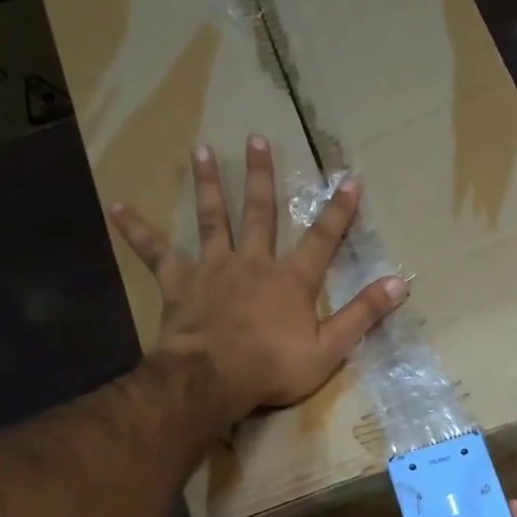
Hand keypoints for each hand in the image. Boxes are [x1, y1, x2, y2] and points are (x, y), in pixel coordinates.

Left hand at [108, 136, 406, 425]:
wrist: (213, 378)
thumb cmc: (274, 366)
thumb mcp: (330, 347)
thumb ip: (362, 314)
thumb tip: (399, 284)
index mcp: (291, 280)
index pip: (322, 239)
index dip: (339, 210)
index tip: (350, 178)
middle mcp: (252, 262)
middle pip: (259, 213)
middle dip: (260, 176)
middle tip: (257, 138)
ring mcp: (212, 269)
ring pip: (211, 219)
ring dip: (207, 185)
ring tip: (200, 151)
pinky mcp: (179, 283)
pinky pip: (155, 252)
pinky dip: (137, 230)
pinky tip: (116, 207)